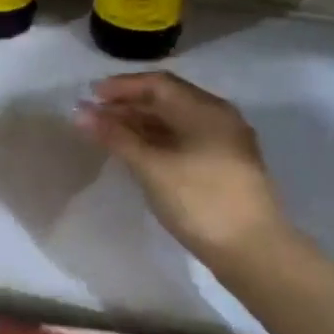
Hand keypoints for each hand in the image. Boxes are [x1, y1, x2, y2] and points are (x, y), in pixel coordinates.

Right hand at [75, 71, 291, 268]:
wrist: (252, 250)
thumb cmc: (200, 200)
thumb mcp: (152, 167)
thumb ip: (116, 137)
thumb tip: (81, 113)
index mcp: (206, 109)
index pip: (158, 84)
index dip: (122, 87)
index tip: (90, 94)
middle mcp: (218, 118)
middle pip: (168, 100)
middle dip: (129, 105)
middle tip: (93, 116)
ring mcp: (224, 143)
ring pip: (176, 122)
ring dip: (142, 124)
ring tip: (108, 134)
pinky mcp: (224, 167)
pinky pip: (184, 141)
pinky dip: (157, 141)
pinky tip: (137, 153)